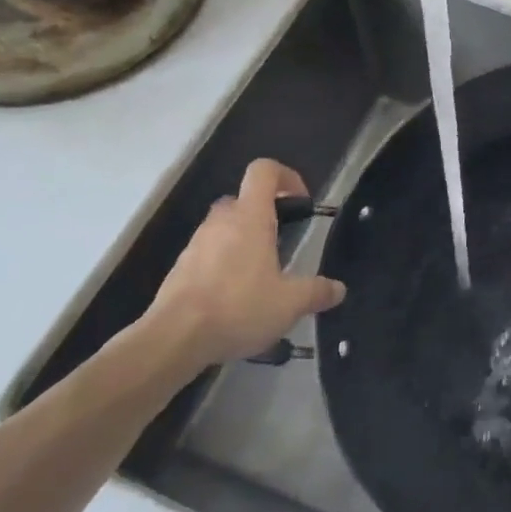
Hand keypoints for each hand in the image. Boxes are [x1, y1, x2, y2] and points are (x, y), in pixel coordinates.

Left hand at [142, 159, 345, 368]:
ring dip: (243, 242)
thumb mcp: (289, 303)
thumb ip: (316, 292)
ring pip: (224, 228)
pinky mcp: (180, 269)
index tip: (301, 202)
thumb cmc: (238, 307)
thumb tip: (338, 289)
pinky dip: (223, 266)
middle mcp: (221, 222)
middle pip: (244, 199)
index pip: (264, 171)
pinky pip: (208, 254)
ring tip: (261, 277)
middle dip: (265, 215)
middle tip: (282, 243)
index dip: (286, 176)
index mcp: (250, 216)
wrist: (172, 340)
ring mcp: (196, 244)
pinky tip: (235, 299)